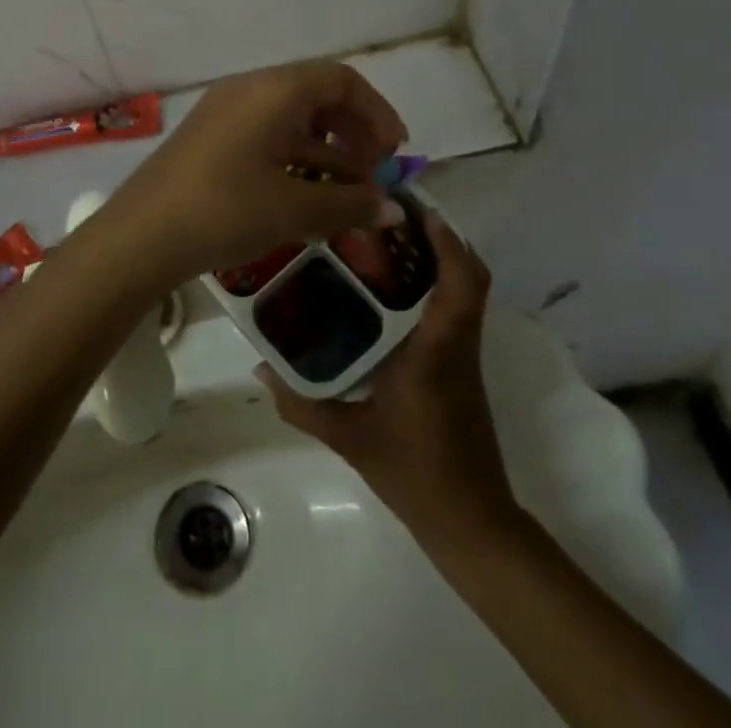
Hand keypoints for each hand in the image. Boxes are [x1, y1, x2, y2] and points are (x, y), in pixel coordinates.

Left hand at [87, 61, 408, 288]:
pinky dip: (295, 157)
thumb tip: (395, 210)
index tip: (396, 152)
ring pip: (291, 118)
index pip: (340, 80)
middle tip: (373, 174)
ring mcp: (226, 113)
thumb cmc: (224, 210)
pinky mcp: (211, 138)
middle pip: (317, 95)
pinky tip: (307, 195)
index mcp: (273, 90)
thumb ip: (351, 204)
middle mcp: (249, 90)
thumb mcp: (294, 209)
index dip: (376, 112)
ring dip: (326, 149)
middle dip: (353, 131)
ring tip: (347, 192)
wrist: (140, 235)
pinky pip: (266, 134)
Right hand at [259, 212, 519, 537]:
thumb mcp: (348, 438)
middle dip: (440, 238)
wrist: (470, 522)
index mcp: (435, 351)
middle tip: (391, 216)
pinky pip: (454, 310)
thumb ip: (302, 403)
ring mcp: (463, 355)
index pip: (459, 285)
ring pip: (465, 291)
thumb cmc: (414, 473)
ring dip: (439, 259)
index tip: (416, 209)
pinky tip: (390, 290)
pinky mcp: (460, 367)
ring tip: (388, 240)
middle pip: (469, 276)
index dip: (446, 241)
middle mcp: (456, 344)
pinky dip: (435, 285)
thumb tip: (260, 367)